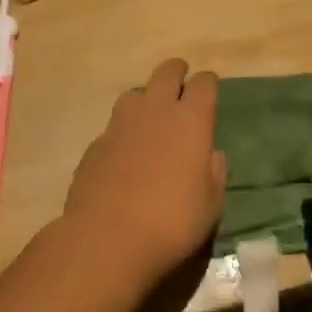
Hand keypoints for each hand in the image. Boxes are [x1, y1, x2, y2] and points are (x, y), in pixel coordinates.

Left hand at [62, 59, 226, 290]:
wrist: (107, 239)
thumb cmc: (172, 222)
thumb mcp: (211, 204)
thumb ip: (215, 173)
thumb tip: (212, 155)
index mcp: (191, 119)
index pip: (204, 83)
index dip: (208, 83)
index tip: (209, 90)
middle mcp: (157, 110)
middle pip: (167, 72)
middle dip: (177, 73)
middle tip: (181, 84)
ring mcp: (121, 124)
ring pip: (136, 93)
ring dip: (146, 99)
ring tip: (150, 117)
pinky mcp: (96, 144)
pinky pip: (114, 126)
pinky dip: (123, 132)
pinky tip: (124, 154)